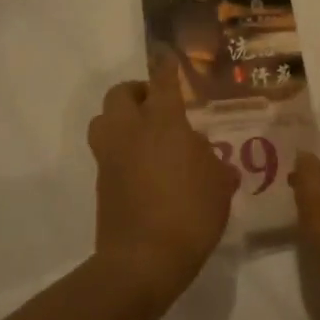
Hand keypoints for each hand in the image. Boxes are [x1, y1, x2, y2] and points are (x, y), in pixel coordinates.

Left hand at [88, 55, 239, 311]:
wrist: (143, 260)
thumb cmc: (190, 213)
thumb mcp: (219, 184)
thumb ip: (214, 163)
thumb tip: (206, 157)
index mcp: (163, 122)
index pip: (163, 82)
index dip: (166, 67)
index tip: (168, 59)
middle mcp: (131, 131)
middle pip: (120, 94)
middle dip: (137, 92)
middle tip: (158, 104)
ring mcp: (110, 156)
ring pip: (104, 120)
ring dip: (120, 118)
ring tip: (145, 133)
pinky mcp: (101, 182)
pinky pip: (106, 151)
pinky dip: (120, 149)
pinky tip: (143, 166)